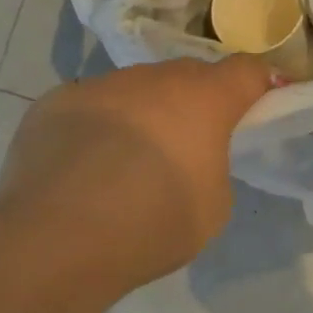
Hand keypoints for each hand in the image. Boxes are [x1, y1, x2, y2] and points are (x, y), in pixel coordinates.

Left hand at [0, 56, 272, 292]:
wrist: (56, 242)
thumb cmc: (153, 226)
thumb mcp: (214, 205)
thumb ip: (213, 165)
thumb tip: (191, 154)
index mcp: (204, 99)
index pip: (247, 70)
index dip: (258, 86)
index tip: (258, 105)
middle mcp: (154, 78)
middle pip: (189, 75)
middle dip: (197, 101)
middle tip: (190, 143)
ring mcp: (100, 85)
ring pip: (136, 89)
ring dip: (145, 112)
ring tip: (128, 160)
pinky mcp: (54, 102)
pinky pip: (92, 106)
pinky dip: (99, 126)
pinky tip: (84, 166)